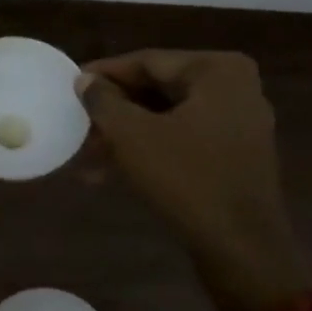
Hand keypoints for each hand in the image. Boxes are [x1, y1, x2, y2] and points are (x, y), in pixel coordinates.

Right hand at [77, 51, 311, 310]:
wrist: (241, 248)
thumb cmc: (186, 180)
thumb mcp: (132, 136)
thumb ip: (103, 101)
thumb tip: (85, 80)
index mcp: (217, 70)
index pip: (147, 62)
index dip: (104, 74)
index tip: (70, 85)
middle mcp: (236, 88)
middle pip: (159, 89)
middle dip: (115, 111)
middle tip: (78, 124)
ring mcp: (240, 123)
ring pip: (168, 118)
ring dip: (127, 135)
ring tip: (89, 157)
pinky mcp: (236, 155)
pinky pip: (184, 140)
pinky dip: (151, 150)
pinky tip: (115, 172)